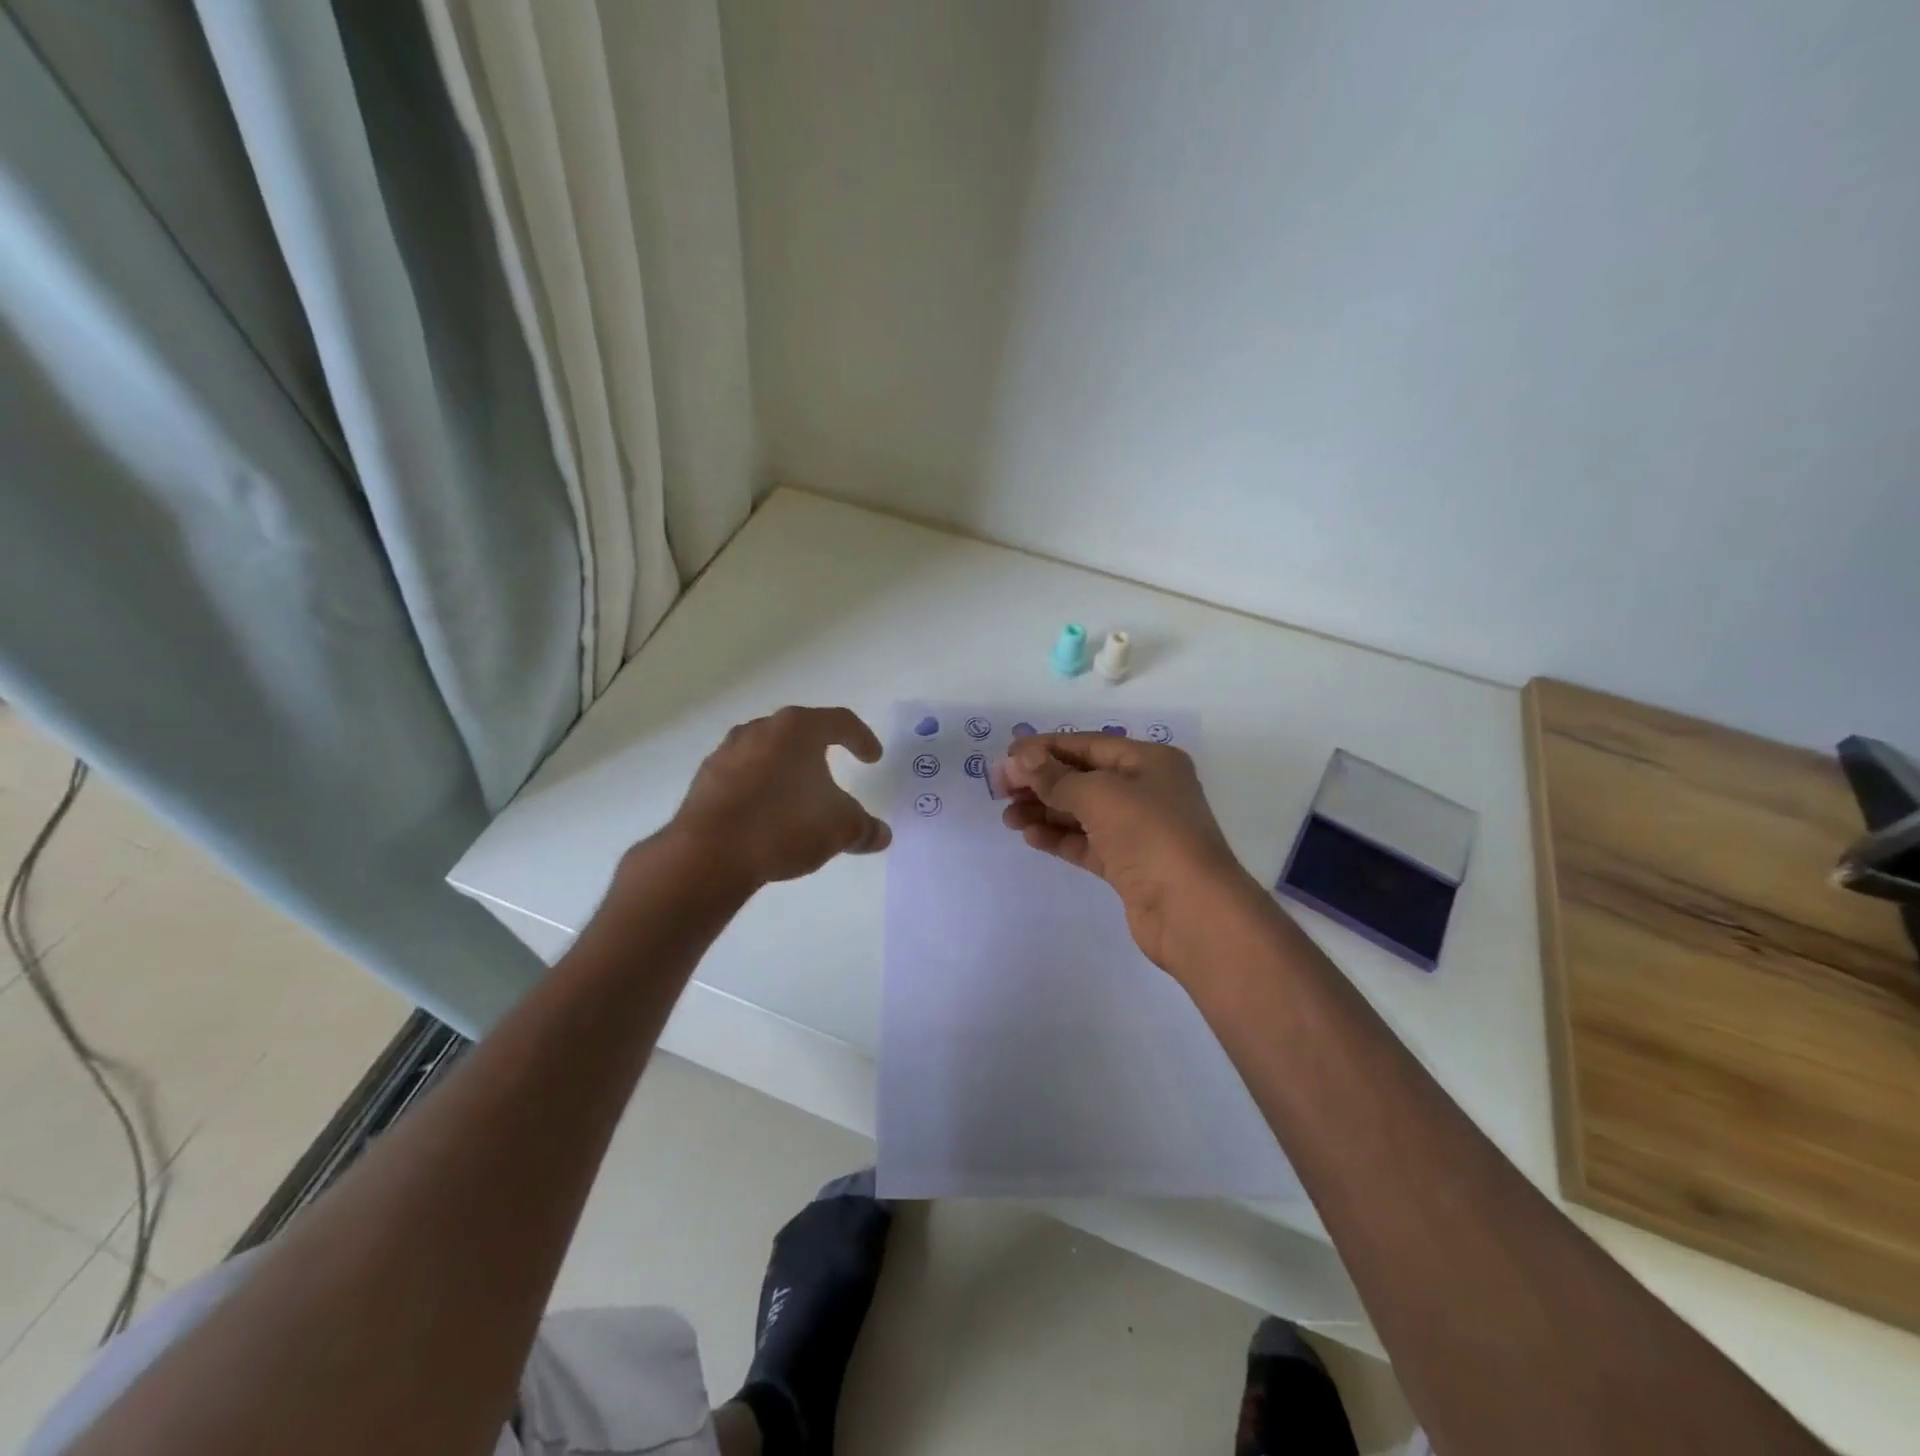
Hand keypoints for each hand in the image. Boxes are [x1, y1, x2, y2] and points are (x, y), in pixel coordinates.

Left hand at [665, 707, 890, 888]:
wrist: (709, 854)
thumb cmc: (785, 825)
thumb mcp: (839, 829)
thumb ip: (864, 828)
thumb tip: (881, 835)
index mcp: (797, 729)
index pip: (840, 722)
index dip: (862, 738)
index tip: (872, 759)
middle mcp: (760, 730)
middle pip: (799, 733)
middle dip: (819, 751)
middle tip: (834, 770)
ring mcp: (727, 752)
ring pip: (767, 752)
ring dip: (786, 769)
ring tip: (798, 796)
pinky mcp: (705, 780)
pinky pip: (743, 776)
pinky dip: (760, 789)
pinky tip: (767, 816)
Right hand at [999, 733, 1262, 974]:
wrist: (1192, 912)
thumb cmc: (1150, 836)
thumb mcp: (1100, 796)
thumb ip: (1055, 777)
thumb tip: (1018, 757)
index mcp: (1149, 761)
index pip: (1088, 744)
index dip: (1045, 748)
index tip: (1006, 757)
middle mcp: (1146, 790)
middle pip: (1083, 777)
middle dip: (1041, 781)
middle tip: (999, 789)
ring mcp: (1138, 830)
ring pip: (1082, 812)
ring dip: (1044, 810)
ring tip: (1008, 817)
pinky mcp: (1128, 865)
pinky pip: (1086, 842)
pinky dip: (1058, 837)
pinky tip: (1030, 836)